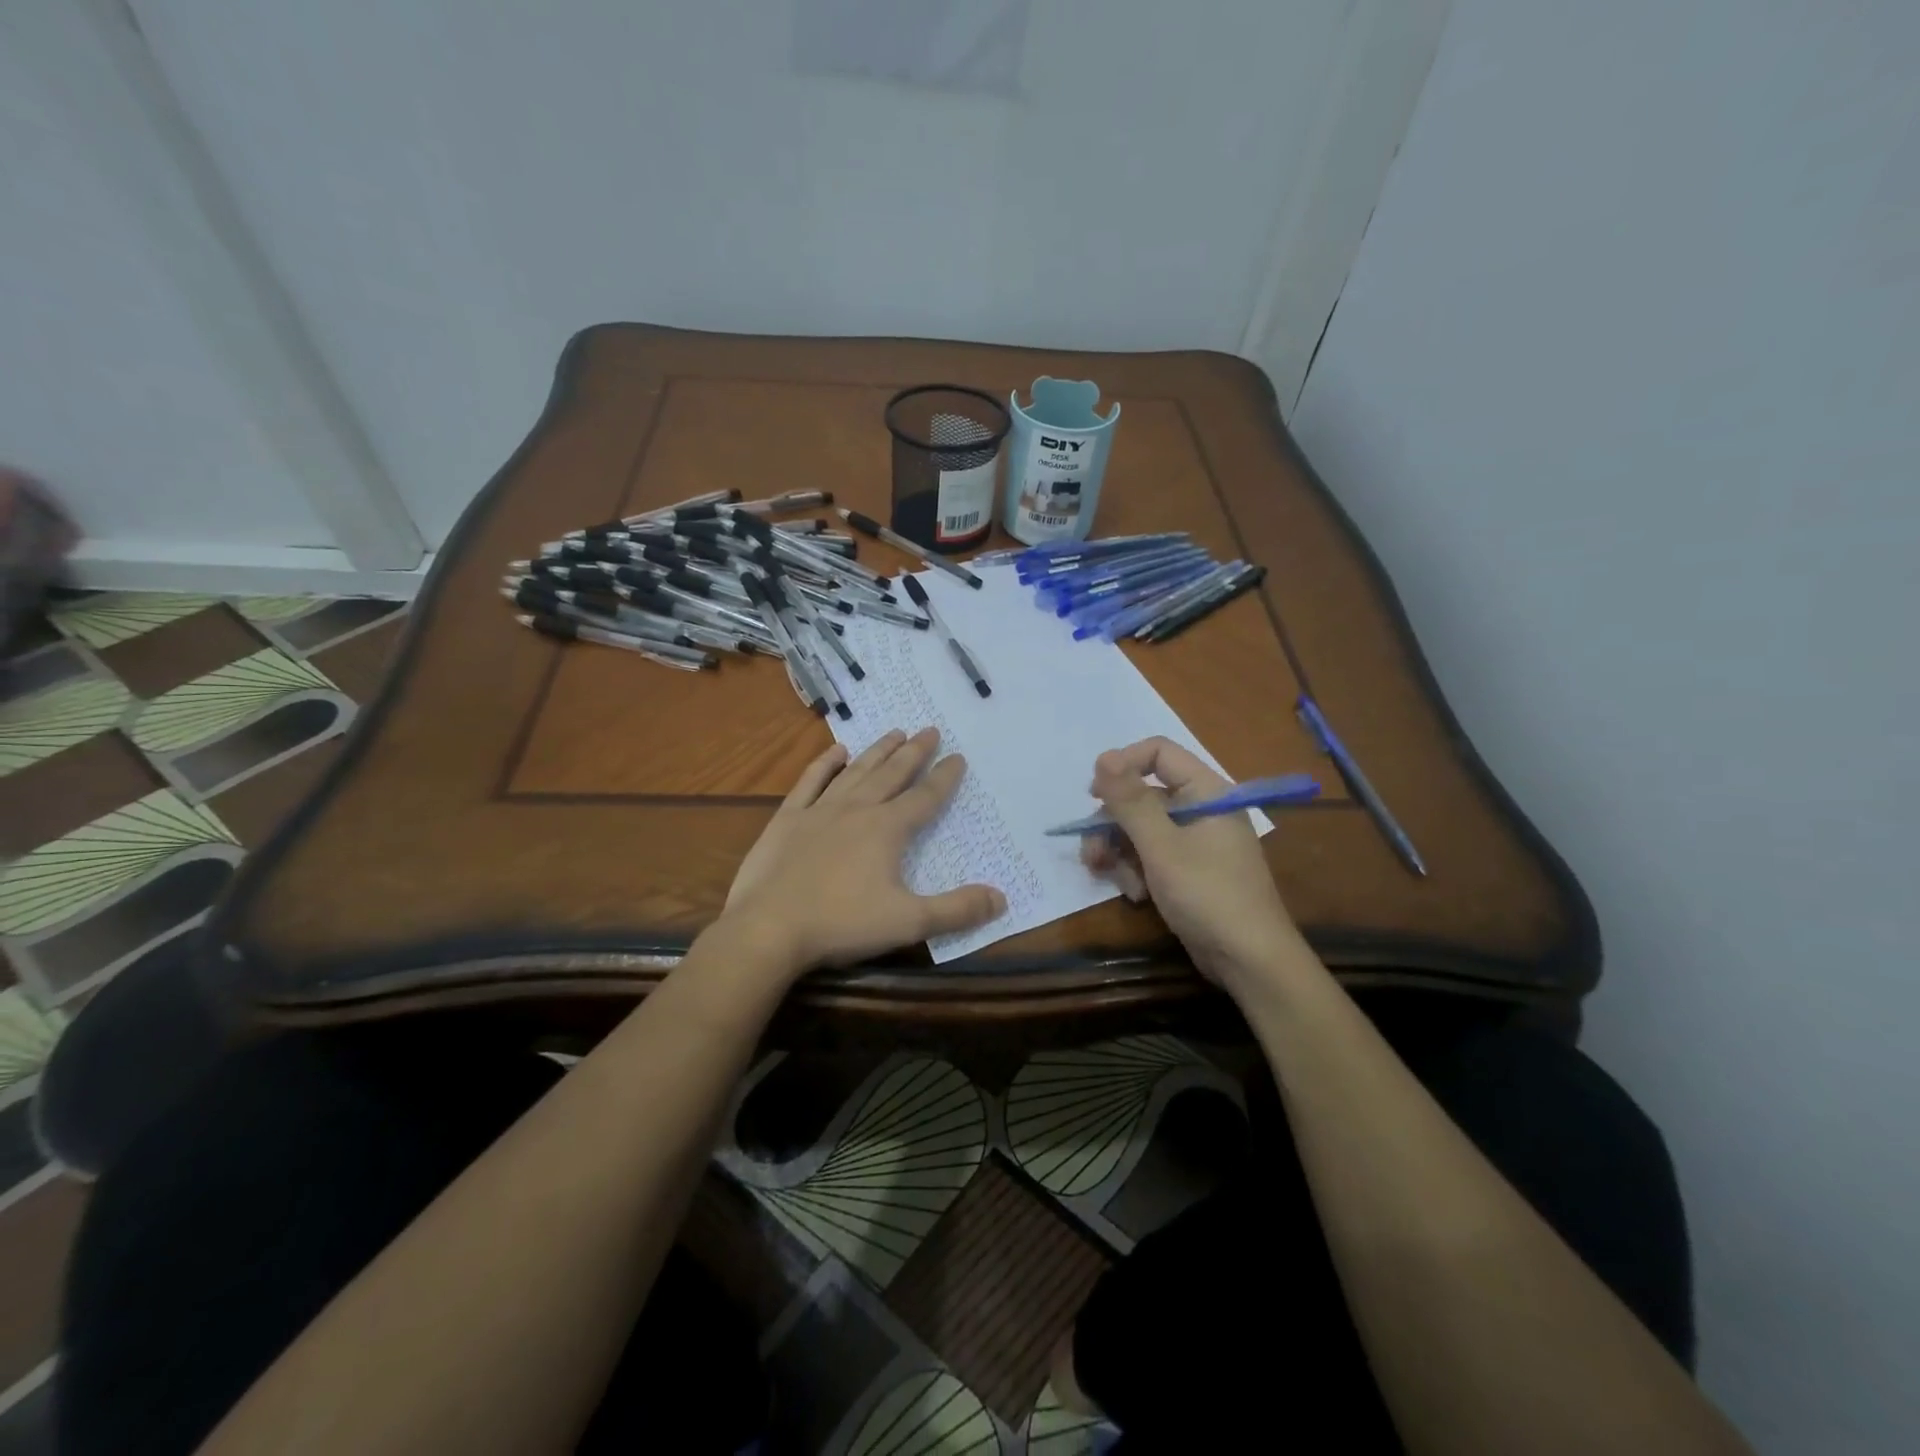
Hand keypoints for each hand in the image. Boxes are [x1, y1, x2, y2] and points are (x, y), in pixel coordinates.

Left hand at [722, 727, 1005, 972]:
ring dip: (878, 751)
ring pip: (856, 772)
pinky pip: (811, 781)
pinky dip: (825, 764)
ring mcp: (819, 810)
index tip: (958, 756)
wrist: (769, 928)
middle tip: (929, 730)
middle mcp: (857, 810)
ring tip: (895, 732)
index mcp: (887, 830)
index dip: (944, 778)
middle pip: (892, 774)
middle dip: (914, 752)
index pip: (925, 797)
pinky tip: (837, 751)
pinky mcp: (788, 819)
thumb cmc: (842, 924)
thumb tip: (1001, 898)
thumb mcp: (908, 923)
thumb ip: (957, 910)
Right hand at [1082, 737, 1301, 990]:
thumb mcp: (1161, 847)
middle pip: (1142, 796)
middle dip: (1113, 823)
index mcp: (1206, 791)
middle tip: (1091, 852)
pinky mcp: (1188, 869)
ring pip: (1140, 829)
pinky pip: (1151, 855)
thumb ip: (1130, 802)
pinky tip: (1136, 895)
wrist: (1250, 962)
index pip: (1158, 753)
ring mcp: (1195, 841)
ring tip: (1113, 879)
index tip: (1093, 795)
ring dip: (1120, 852)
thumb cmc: (1208, 896)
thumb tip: (1102, 757)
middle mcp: (1201, 809)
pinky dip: (1137, 870)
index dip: (1122, 766)